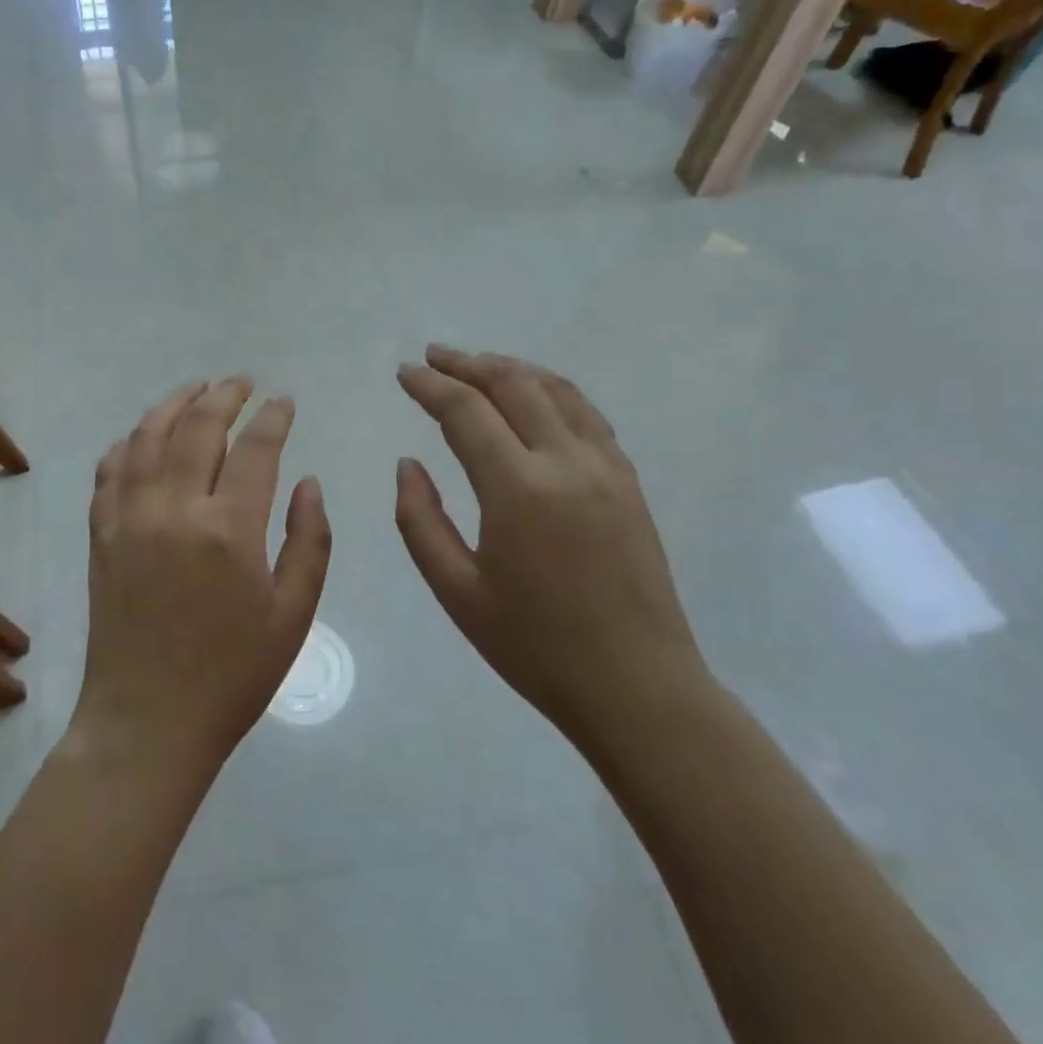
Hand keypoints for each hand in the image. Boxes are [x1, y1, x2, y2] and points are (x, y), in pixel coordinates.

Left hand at [75, 378, 331, 774]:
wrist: (147, 723)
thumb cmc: (231, 675)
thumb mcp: (292, 616)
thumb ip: (308, 541)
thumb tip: (308, 482)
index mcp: (229, 529)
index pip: (255, 449)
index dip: (273, 417)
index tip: (284, 401)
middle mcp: (174, 509)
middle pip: (198, 428)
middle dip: (224, 396)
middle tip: (242, 382)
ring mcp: (129, 518)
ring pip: (147, 437)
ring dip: (173, 405)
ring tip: (195, 389)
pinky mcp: (101, 534)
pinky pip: (110, 470)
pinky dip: (128, 442)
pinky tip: (143, 436)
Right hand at [394, 347, 705, 752]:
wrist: (637, 687)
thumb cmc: (535, 646)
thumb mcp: (456, 591)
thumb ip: (420, 520)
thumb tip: (408, 464)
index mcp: (518, 489)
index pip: (466, 411)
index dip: (430, 386)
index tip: (404, 373)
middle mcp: (565, 461)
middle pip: (513, 384)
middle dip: (467, 364)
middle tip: (433, 356)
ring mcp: (605, 467)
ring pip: (555, 390)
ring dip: (510, 368)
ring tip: (476, 364)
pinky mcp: (628, 480)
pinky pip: (585, 414)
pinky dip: (550, 390)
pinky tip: (533, 397)